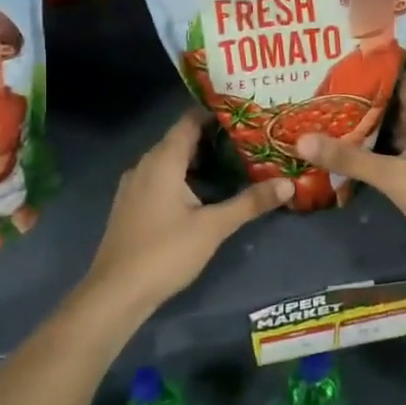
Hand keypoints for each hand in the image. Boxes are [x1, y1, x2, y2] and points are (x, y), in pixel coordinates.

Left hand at [84, 109, 292, 314]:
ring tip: (235, 161)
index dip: (217, 112)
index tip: (247, 111)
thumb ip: (250, 202)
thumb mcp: (214, 227)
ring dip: (200, 159)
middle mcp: (145, 164)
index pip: (190, 120)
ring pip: (171, 160)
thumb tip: (289, 183)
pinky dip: (185, 176)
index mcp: (162, 160)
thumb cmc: (165, 252)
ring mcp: (135, 185)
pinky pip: (161, 178)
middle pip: (182, 139)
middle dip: (214, 137)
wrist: (116, 293)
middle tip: (250, 137)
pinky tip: (206, 190)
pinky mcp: (132, 205)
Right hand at [297, 73, 405, 266]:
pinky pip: (397, 152)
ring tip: (326, 121)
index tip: (336, 68)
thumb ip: (349, 159)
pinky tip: (349, 155)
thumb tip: (302, 139)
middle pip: (392, 105)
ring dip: (366, 129)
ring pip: (393, 131)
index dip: (370, 72)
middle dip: (360, 102)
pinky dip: (376, 151)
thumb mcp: (393, 176)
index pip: (398, 79)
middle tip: (320, 97)